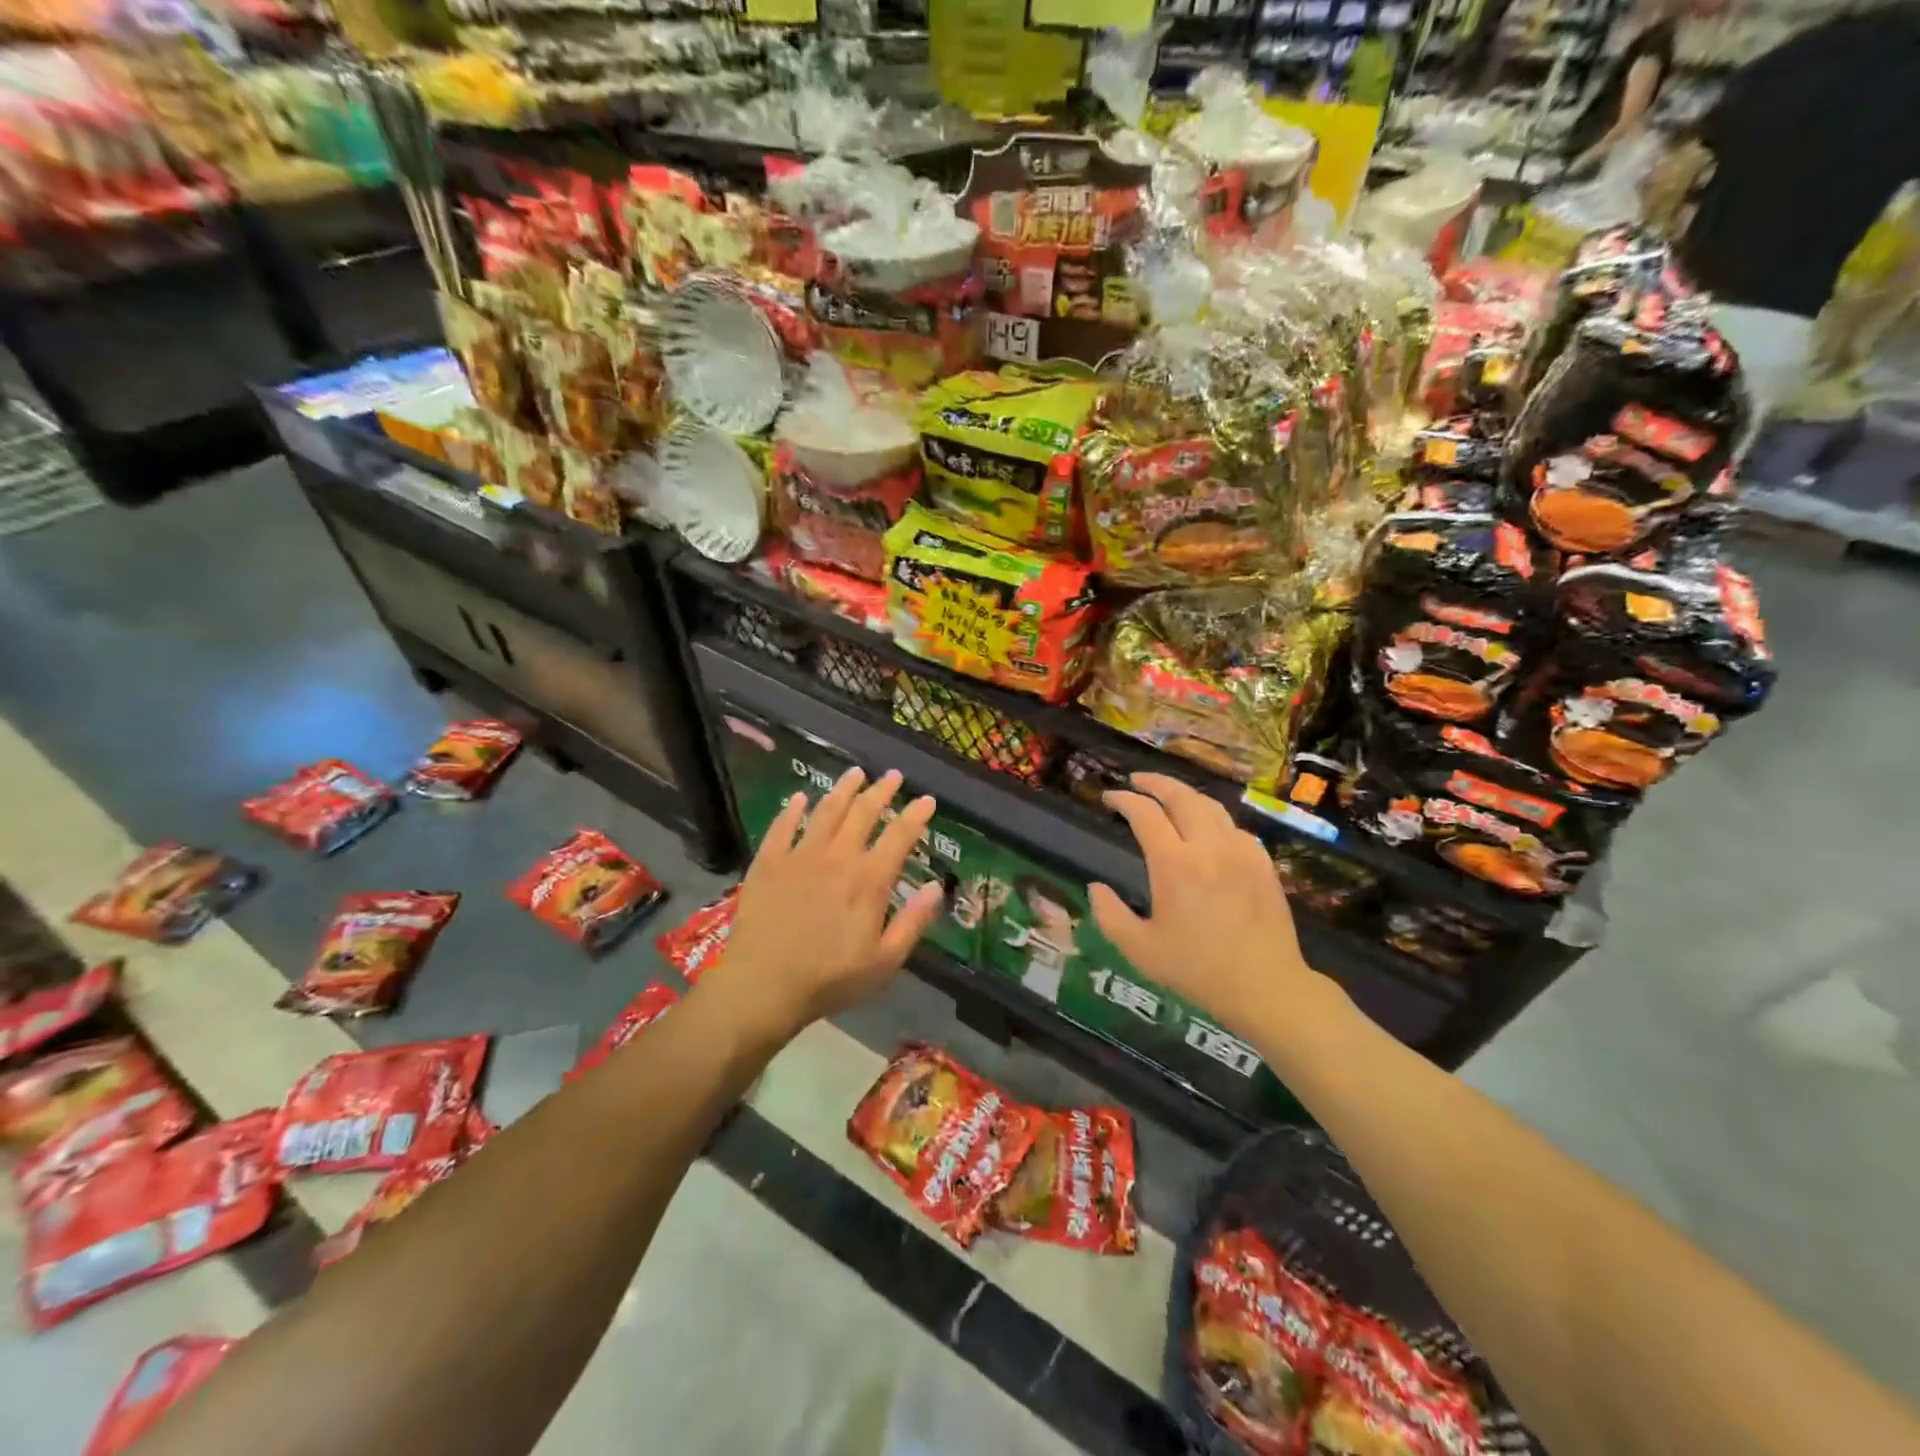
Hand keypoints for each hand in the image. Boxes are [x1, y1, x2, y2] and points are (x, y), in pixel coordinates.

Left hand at [715, 767, 945, 1041]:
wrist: (763, 985)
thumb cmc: (829, 979)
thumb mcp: (884, 961)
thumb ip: (913, 922)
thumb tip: (938, 886)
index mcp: (869, 880)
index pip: (899, 837)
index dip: (916, 815)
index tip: (927, 799)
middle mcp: (837, 857)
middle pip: (863, 813)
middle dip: (881, 791)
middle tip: (892, 775)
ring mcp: (800, 856)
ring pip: (826, 811)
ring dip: (843, 789)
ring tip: (855, 773)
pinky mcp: (768, 862)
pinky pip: (782, 827)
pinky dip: (792, 809)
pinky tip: (799, 798)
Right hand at [1090, 773, 1328, 1037]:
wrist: (1265, 987)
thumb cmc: (1197, 970)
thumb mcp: (1140, 950)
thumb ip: (1110, 915)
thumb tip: (1095, 887)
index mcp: (1174, 865)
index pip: (1145, 814)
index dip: (1124, 800)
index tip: (1109, 798)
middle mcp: (1208, 848)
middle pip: (1181, 796)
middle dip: (1155, 782)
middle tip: (1136, 781)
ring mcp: (1241, 852)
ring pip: (1211, 805)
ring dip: (1185, 794)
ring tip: (1169, 797)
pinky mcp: (1263, 863)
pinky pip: (1235, 827)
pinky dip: (1214, 818)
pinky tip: (1208, 829)